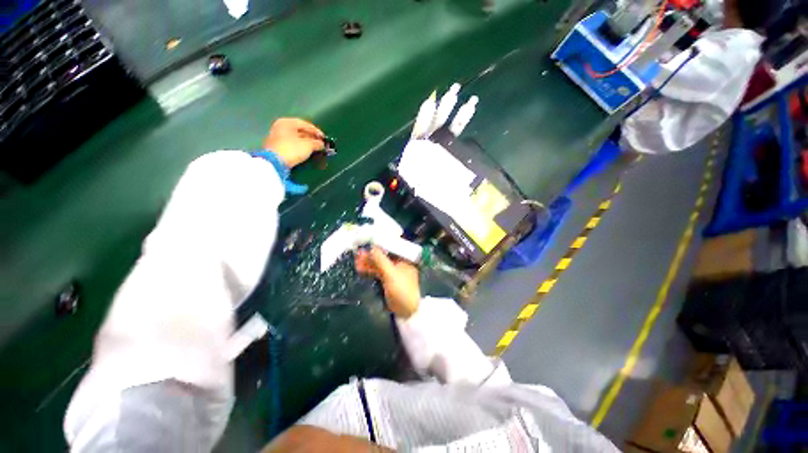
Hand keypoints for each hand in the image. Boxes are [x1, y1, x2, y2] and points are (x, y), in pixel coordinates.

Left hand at [263, 118, 324, 167]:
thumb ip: (317, 143)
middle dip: (311, 138)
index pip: (305, 124)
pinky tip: (306, 152)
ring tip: (315, 149)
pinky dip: (300, 147)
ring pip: (296, 138)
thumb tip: (321, 144)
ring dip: (306, 143)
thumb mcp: (308, 145)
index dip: (317, 131)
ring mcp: (277, 137)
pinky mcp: (277, 147)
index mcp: (287, 122)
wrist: (275, 163)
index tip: (325, 139)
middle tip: (321, 144)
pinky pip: (292, 144)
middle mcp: (280, 127)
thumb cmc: (292, 149)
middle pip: (300, 131)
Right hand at [355, 247, 420, 318]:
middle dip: (371, 254)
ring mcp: (393, 271)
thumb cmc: (402, 290)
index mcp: (405, 259)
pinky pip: (378, 272)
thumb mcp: (391, 274)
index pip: (391, 247)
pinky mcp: (388, 279)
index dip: (379, 244)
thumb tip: (372, 247)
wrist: (406, 311)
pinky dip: (370, 270)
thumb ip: (381, 261)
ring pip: (379, 264)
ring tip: (356, 260)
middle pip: (383, 256)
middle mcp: (399, 263)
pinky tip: (360, 268)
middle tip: (358, 252)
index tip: (367, 242)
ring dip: (368, 262)